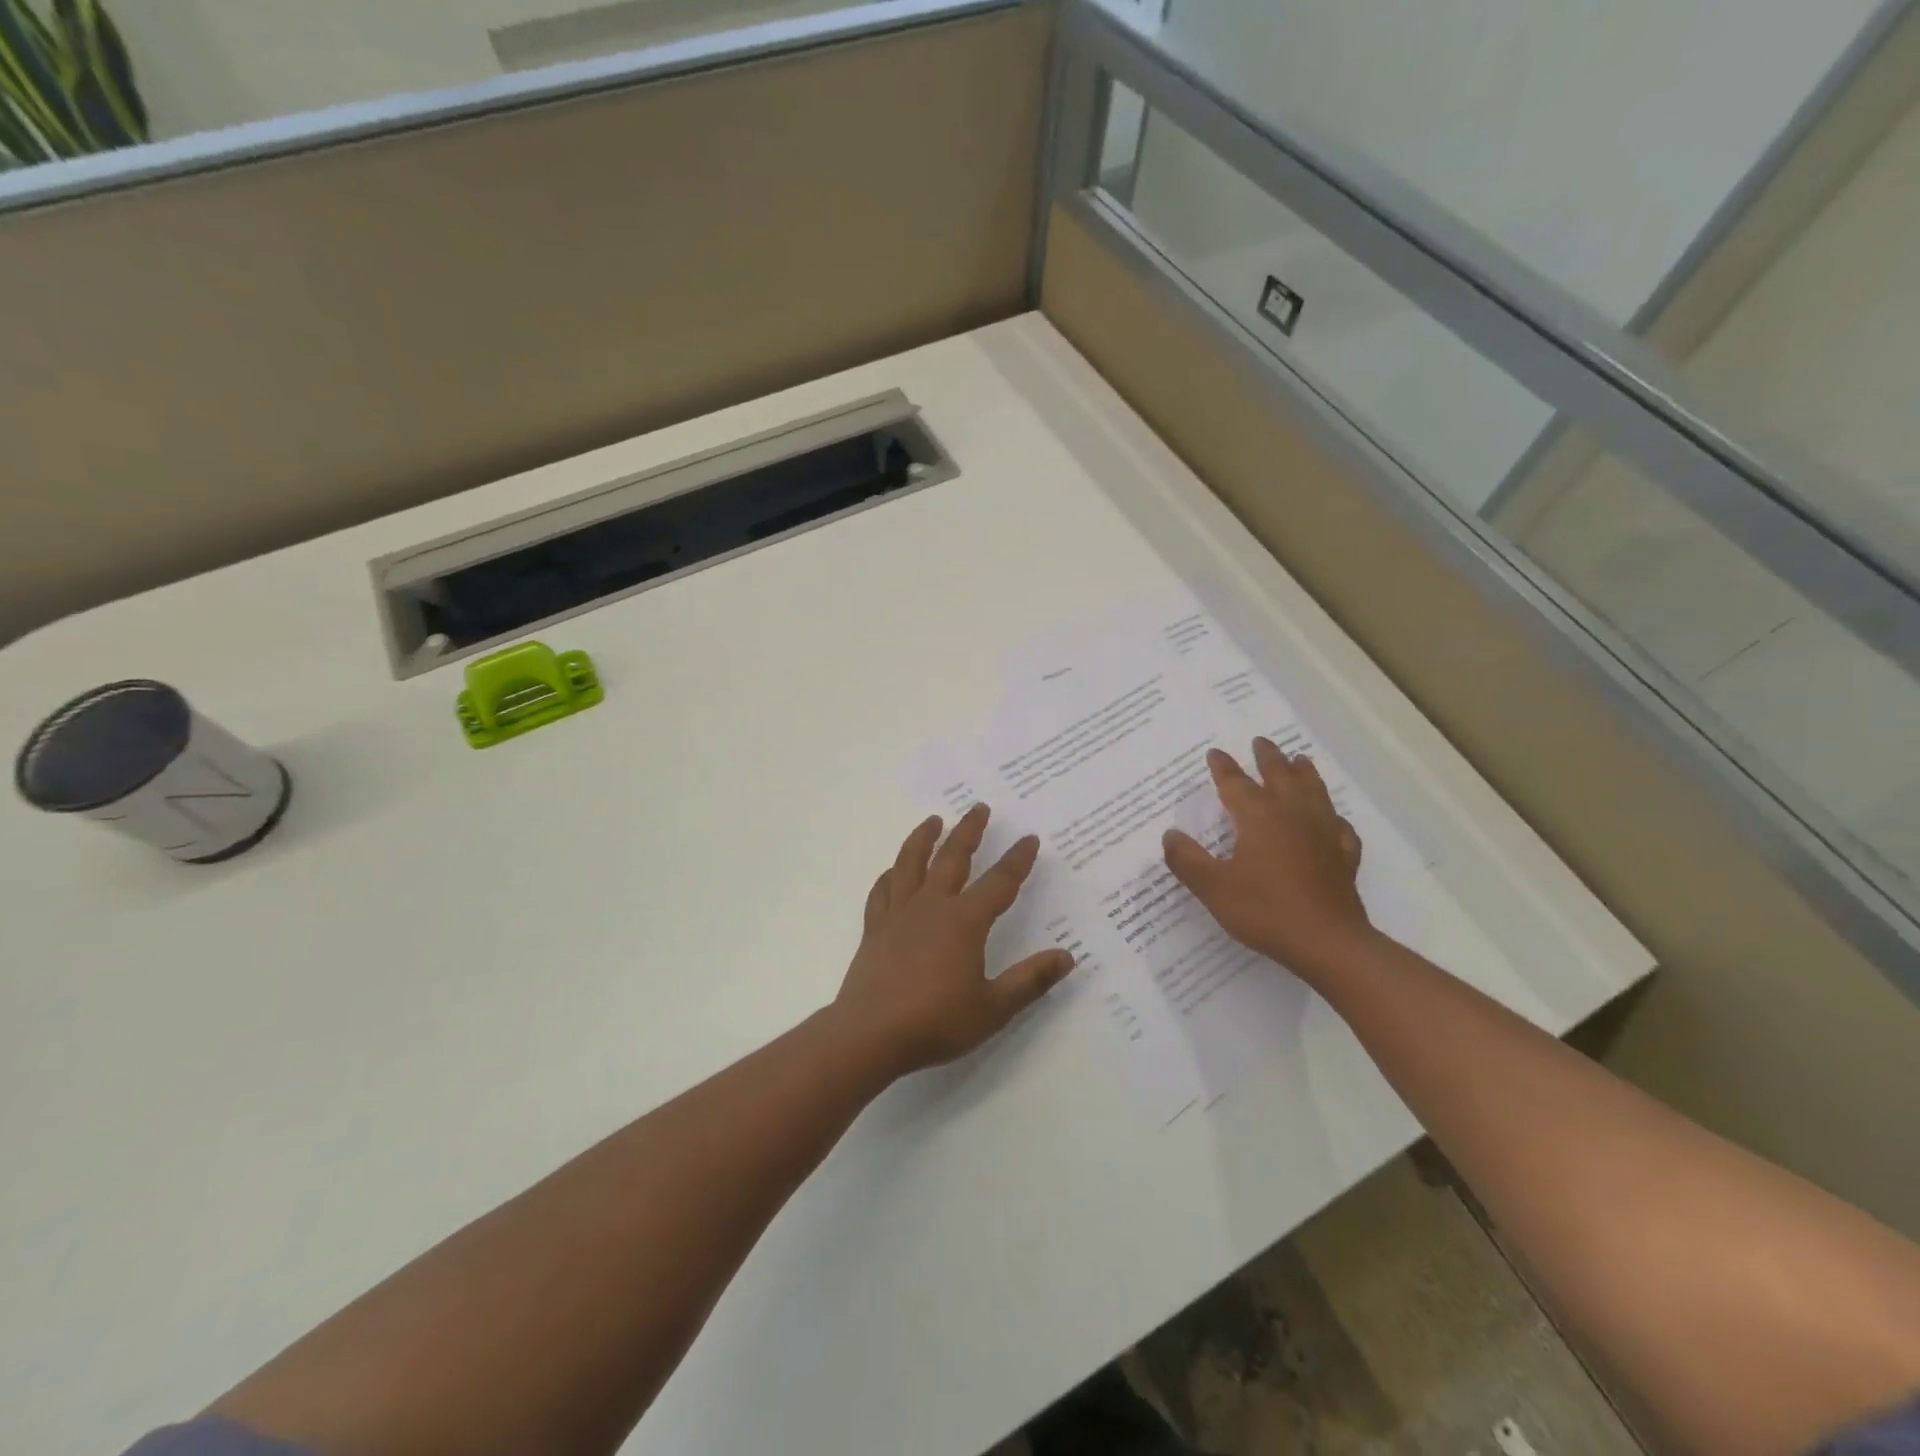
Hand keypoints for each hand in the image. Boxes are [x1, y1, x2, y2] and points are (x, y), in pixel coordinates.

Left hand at [834, 803, 1075, 1078]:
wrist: (870, 1035)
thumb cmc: (936, 1022)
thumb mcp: (993, 1008)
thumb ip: (1030, 980)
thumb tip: (1067, 956)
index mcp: (964, 921)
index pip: (999, 882)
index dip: (1017, 859)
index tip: (1029, 839)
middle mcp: (932, 906)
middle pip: (953, 857)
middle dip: (970, 831)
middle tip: (979, 807)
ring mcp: (899, 914)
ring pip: (911, 863)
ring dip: (924, 838)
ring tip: (933, 820)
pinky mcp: (875, 928)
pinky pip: (883, 890)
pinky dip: (890, 874)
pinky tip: (893, 870)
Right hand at [1162, 739, 1374, 980]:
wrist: (1327, 942)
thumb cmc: (1265, 911)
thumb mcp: (1213, 888)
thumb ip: (1187, 860)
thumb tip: (1169, 835)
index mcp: (1259, 817)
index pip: (1236, 783)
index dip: (1223, 767)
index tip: (1215, 753)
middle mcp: (1293, 815)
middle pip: (1281, 776)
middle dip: (1268, 757)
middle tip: (1261, 741)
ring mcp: (1324, 834)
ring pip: (1314, 792)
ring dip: (1305, 773)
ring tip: (1300, 760)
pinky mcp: (1344, 856)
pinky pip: (1340, 827)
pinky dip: (1333, 817)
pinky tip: (1332, 820)